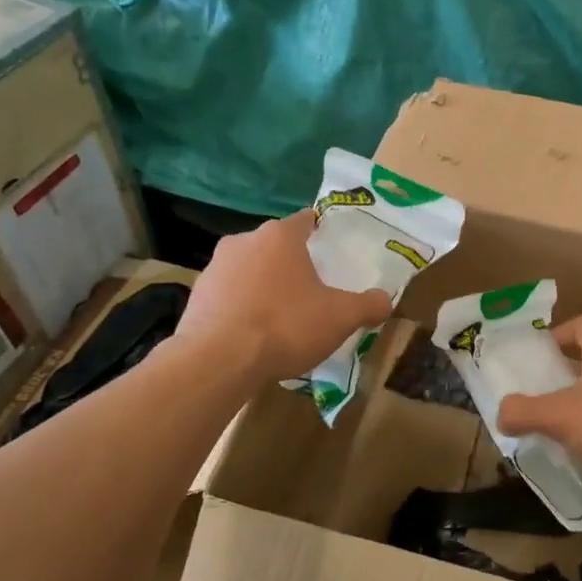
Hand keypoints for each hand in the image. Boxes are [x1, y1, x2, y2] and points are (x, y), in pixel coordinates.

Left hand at [175, 211, 391, 386]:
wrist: (217, 361)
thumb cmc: (285, 325)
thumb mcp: (341, 317)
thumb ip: (368, 305)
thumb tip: (385, 300)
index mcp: (280, 236)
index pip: (306, 220)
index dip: (322, 234)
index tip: (333, 253)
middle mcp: (244, 241)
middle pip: (276, 246)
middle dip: (293, 265)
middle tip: (313, 290)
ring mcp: (215, 268)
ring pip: (250, 270)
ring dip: (265, 286)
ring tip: (282, 318)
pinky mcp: (196, 296)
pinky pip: (229, 296)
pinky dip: (242, 308)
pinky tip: (254, 336)